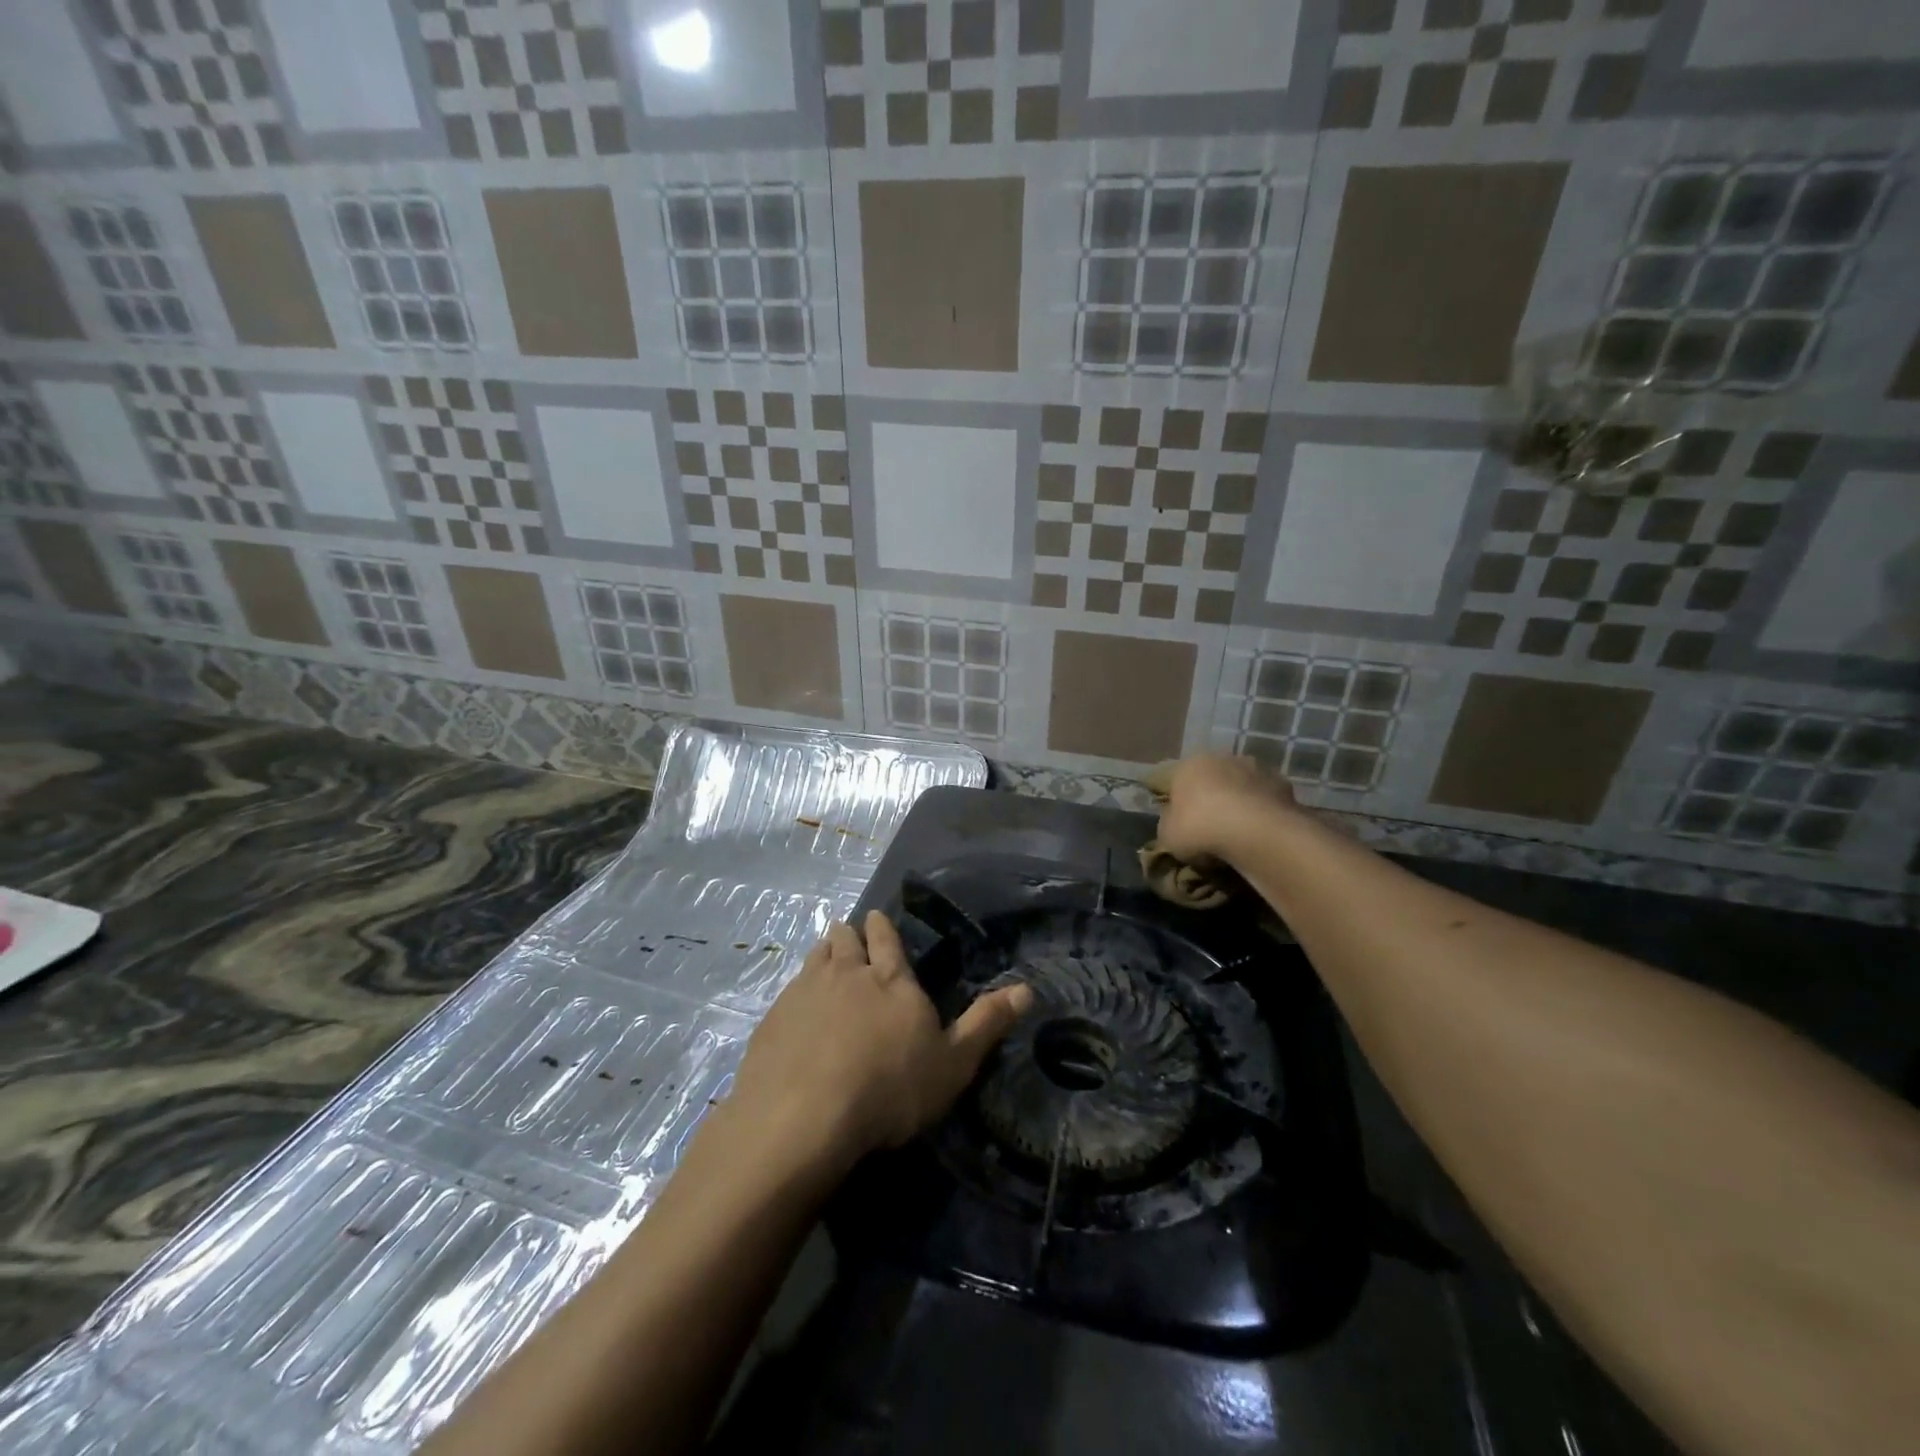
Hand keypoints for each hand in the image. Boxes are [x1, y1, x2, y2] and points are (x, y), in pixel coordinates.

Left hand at [727, 911, 1032, 1171]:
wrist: (804, 1117)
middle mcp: (846, 973)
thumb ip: (987, 1024)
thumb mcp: (953, 1063)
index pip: (887, 939)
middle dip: (850, 935)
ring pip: (815, 958)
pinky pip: (788, 990)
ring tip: (825, 956)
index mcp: (890, 979)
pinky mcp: (773, 1018)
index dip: (882, 927)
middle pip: (846, 940)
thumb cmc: (889, 1089)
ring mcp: (804, 992)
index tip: (876, 917)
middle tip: (850, 934)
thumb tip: (1027, 989)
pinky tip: (796, 1008)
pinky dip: (797, 991)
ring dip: (823, 954)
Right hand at [1150, 753, 1300, 863]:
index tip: (1182, 824)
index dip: (1178, 803)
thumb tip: (1176, 822)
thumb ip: (1169, 823)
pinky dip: (1263, 817)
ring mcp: (1258, 770)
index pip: (1178, 780)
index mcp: (1190, 763)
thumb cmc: (1200, 827)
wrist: (1256, 833)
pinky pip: (1266, 804)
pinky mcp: (1286, 788)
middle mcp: (1224, 758)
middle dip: (1212, 800)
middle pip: (1213, 780)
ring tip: (1238, 836)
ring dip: (1240, 806)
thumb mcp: (1167, 834)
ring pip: (1243, 789)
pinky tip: (1260, 837)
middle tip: (1210, 830)